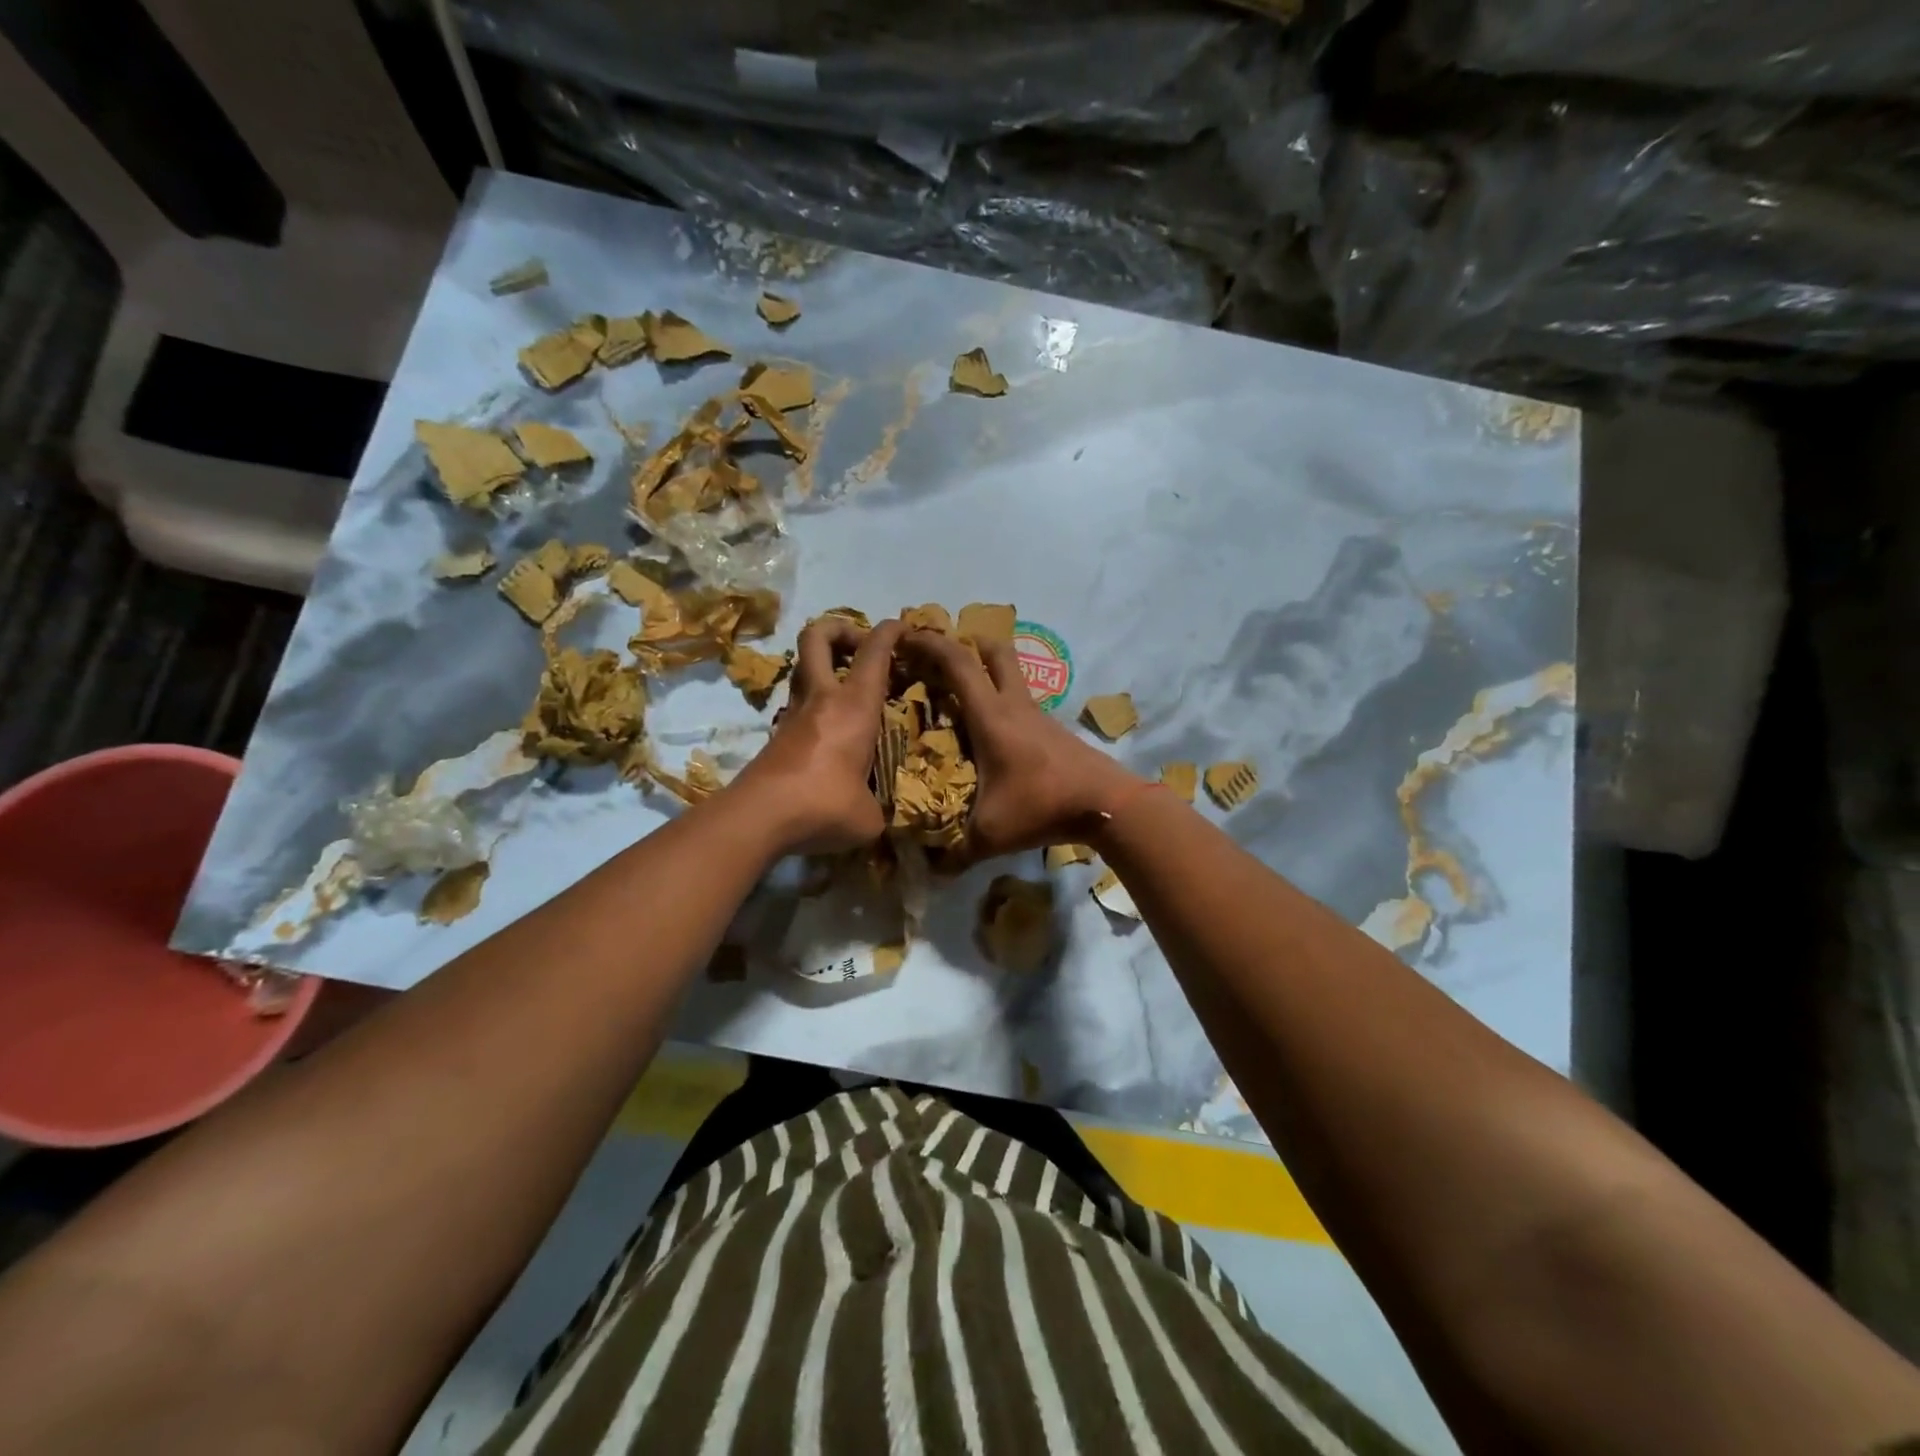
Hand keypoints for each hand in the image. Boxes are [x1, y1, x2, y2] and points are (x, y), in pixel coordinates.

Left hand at [731, 616, 905, 853]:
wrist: (759, 818)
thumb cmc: (824, 805)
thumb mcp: (868, 816)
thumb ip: (879, 807)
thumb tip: (876, 815)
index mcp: (854, 707)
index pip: (874, 652)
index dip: (890, 631)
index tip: (903, 627)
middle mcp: (821, 699)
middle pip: (818, 636)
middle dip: (841, 629)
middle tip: (861, 649)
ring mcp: (793, 714)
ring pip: (803, 667)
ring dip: (825, 666)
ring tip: (850, 689)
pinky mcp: (776, 735)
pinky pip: (799, 702)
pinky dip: (816, 703)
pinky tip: (833, 730)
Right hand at [903, 630, 1141, 861]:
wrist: (1106, 804)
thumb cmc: (1042, 807)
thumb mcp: (990, 835)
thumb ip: (955, 854)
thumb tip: (928, 872)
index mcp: (991, 717)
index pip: (958, 663)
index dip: (930, 644)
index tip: (905, 636)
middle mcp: (1014, 706)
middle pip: (993, 651)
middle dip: (965, 641)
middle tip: (940, 654)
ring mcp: (1038, 715)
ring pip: (1011, 675)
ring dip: (986, 671)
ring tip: (960, 692)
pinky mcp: (1052, 730)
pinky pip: (1020, 702)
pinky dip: (1001, 701)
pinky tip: (991, 731)